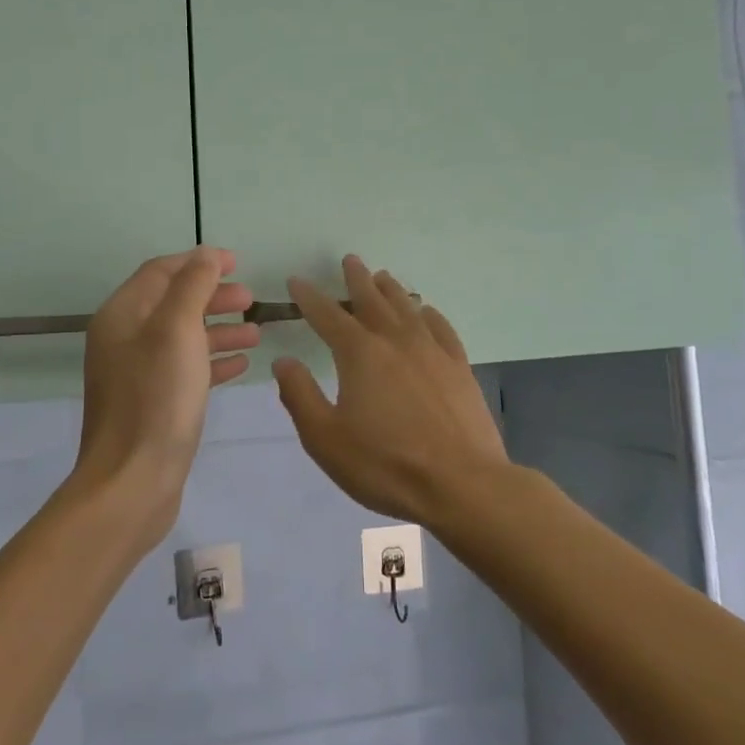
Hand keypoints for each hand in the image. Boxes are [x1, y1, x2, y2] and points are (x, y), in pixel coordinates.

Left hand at [72, 247, 258, 547]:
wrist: (132, 481)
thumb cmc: (157, 398)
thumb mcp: (177, 330)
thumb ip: (192, 287)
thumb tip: (205, 255)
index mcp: (122, 315)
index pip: (161, 272)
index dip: (198, 262)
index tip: (237, 262)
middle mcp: (124, 340)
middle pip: (173, 303)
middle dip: (212, 296)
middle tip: (251, 299)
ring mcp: (136, 374)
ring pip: (182, 338)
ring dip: (218, 329)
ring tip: (256, 332)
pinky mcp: (152, 404)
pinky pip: (185, 370)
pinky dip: (212, 361)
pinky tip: (241, 364)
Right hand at [272, 255, 511, 526]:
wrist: (462, 484)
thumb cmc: (385, 464)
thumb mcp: (325, 438)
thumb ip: (300, 396)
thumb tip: (283, 361)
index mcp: (359, 354)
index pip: (327, 315)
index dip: (309, 297)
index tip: (297, 282)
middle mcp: (395, 341)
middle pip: (372, 300)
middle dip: (356, 279)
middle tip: (349, 260)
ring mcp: (432, 351)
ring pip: (407, 308)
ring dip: (391, 290)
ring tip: (382, 277)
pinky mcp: (459, 367)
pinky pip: (441, 328)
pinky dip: (429, 314)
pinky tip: (426, 312)